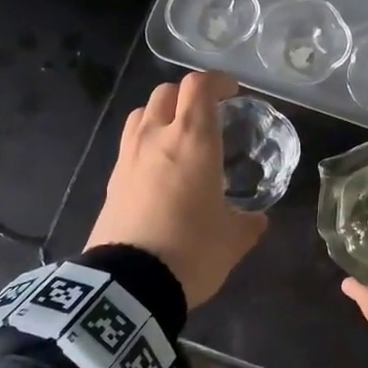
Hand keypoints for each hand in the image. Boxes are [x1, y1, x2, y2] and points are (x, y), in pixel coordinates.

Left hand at [87, 70, 267, 307]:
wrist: (129, 285)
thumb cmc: (192, 251)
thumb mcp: (233, 239)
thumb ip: (248, 222)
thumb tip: (256, 220)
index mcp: (193, 140)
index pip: (199, 86)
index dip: (217, 81)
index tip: (232, 92)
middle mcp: (157, 137)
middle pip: (166, 92)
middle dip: (189, 95)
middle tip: (207, 114)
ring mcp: (128, 157)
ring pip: (142, 113)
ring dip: (162, 113)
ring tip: (178, 135)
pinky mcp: (111, 180)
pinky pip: (129, 144)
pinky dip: (146, 142)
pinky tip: (158, 169)